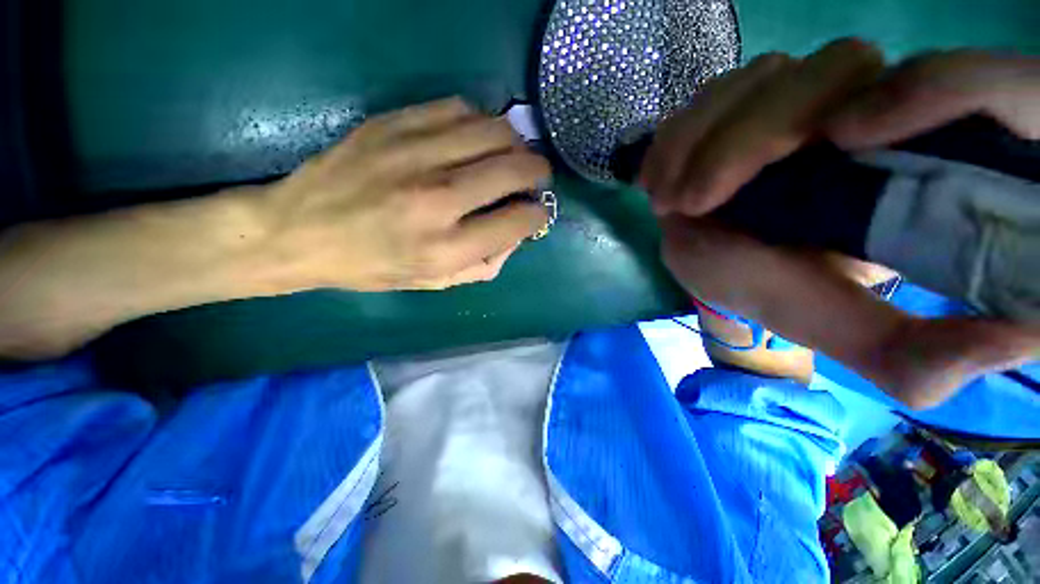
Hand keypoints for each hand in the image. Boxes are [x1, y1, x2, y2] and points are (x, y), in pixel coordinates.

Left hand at [263, 97, 550, 290]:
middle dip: (538, 171)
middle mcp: (437, 199)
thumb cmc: (372, 266)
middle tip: (536, 177)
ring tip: (511, 155)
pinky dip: (480, 122)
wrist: (298, 231)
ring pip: (493, 129)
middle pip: (514, 167)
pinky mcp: (394, 124)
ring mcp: (414, 154)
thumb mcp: (433, 283)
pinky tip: (475, 138)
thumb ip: (484, 265)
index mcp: (446, 247)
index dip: (537, 214)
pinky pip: (459, 108)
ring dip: (515, 142)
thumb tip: (516, 234)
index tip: (536, 212)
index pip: (518, 221)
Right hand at [647, 43, 1039, 408]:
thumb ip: (910, 352)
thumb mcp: (837, 325)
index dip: (933, 88)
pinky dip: (681, 132)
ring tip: (669, 198)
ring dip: (702, 138)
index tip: (842, 142)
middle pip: (839, 68)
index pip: (965, 85)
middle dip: (755, 137)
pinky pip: (717, 90)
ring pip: (767, 74)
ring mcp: (797, 98)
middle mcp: (868, 112)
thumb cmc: (774, 289)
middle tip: (694, 202)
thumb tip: (1019, 342)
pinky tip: (659, 177)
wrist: (721, 262)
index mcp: (917, 166)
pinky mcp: (746, 101)